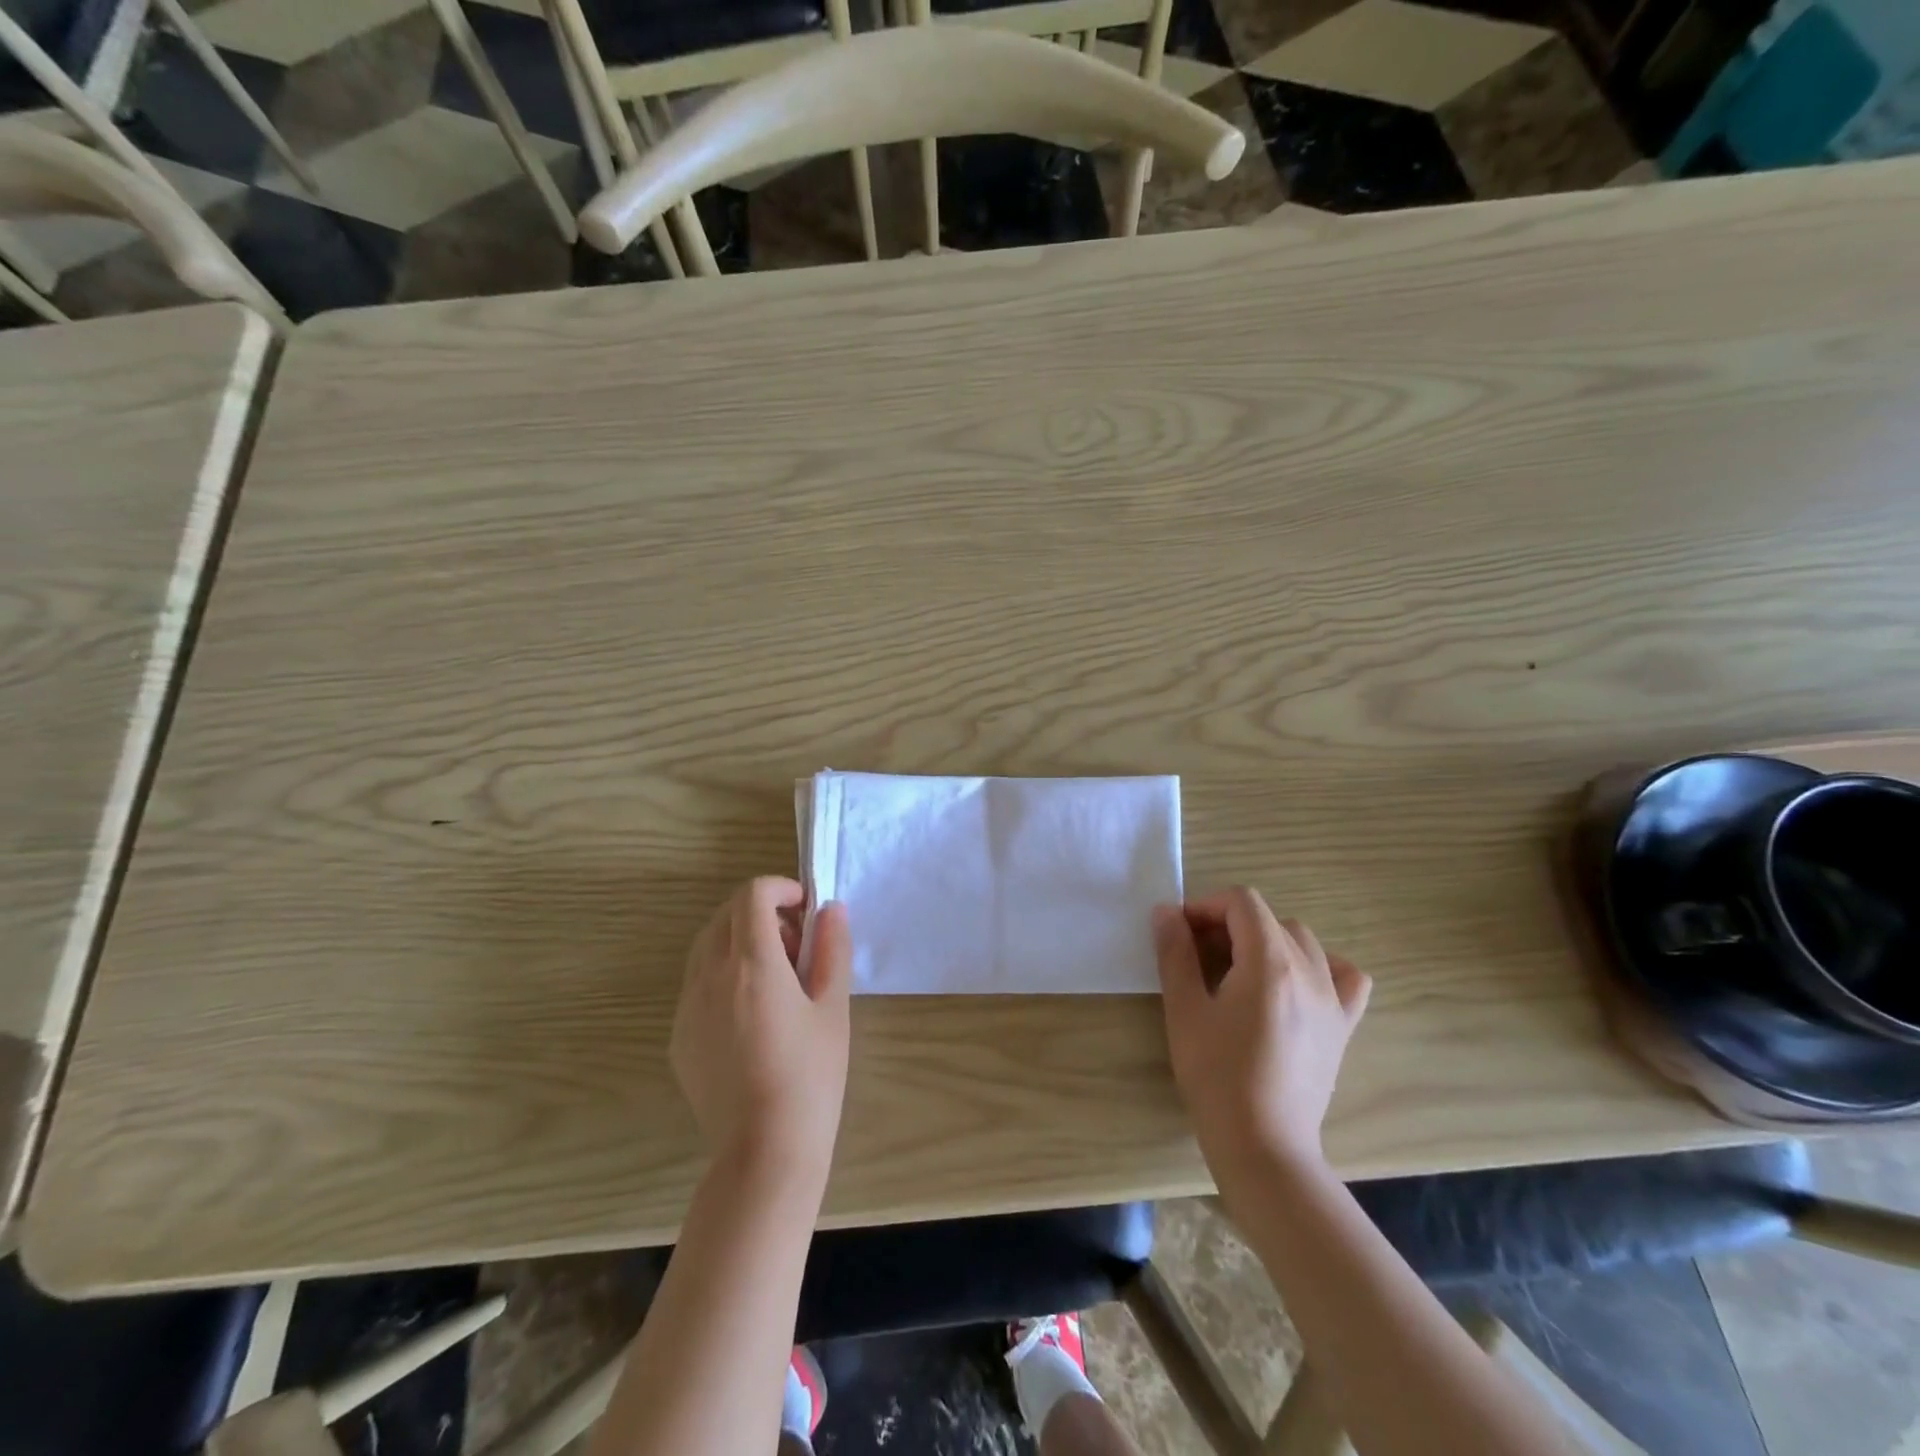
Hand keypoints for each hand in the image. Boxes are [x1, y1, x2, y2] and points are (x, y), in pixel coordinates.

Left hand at [672, 877, 851, 1182]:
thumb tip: (830, 909)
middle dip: (762, 913)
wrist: (765, 1151)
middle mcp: (710, 976)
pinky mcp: (679, 1036)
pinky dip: (724, 974)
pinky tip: (752, 1015)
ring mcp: (688, 1007)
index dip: (781, 888)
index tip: (806, 910)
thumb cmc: (811, 1075)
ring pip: (707, 947)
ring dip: (740, 941)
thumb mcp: (833, 1007)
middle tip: (797, 947)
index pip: (752, 895)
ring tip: (775, 979)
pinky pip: (697, 983)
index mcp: (752, 964)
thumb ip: (832, 949)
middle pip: (726, 915)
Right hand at [1154, 887, 1370, 1191]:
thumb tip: (1166, 912)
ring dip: (1267, 940)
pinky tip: (1296, 984)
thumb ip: (1175, 953)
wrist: (1263, 1144)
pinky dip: (1320, 966)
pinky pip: (1345, 976)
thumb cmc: (1216, 1075)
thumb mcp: (1184, 1009)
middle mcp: (1310, 971)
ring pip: (1303, 941)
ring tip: (1240, 969)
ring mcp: (1333, 999)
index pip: (1242, 903)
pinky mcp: (1343, 1026)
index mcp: (1270, 963)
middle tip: (1198, 953)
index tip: (1181, 932)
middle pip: (1269, 918)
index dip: (1207, 906)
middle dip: (1230, 923)